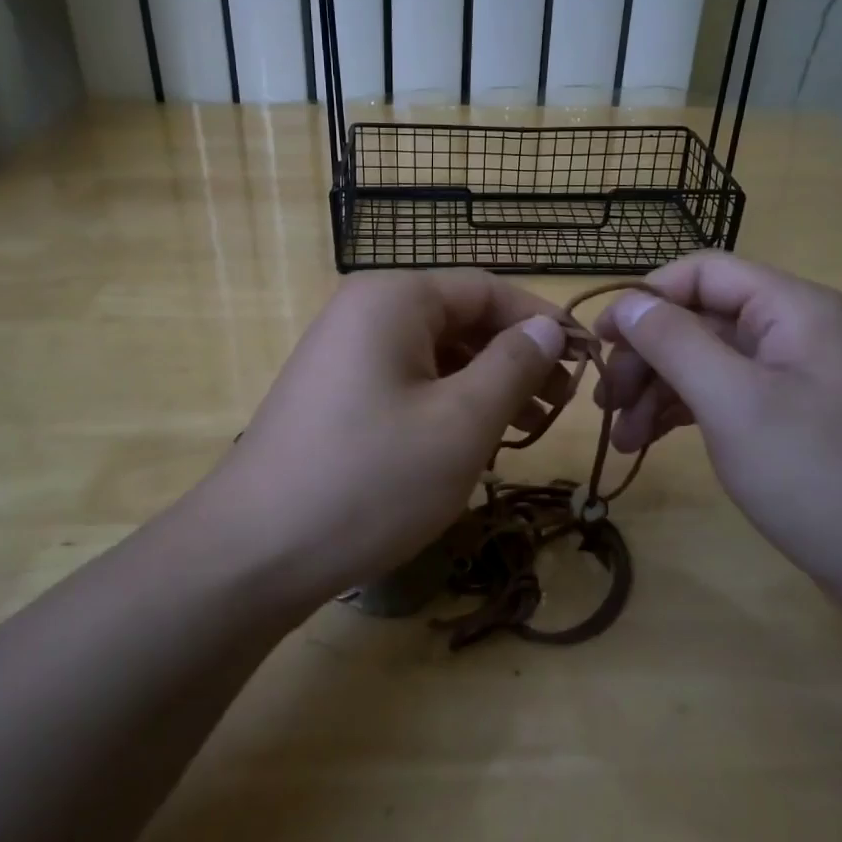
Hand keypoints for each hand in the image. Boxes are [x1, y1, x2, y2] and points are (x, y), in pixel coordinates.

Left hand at [212, 271, 571, 597]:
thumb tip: (546, 329)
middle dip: (515, 357)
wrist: (254, 551)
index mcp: (395, 299)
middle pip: (460, 319)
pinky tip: (474, 440)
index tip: (587, 360)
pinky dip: (448, 404)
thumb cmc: (370, 479)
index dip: (542, 322)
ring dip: (486, 384)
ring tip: (529, 425)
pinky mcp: (334, 395)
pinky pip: (407, 382)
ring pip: (435, 355)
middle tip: (562, 403)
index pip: (488, 289)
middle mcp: (365, 312)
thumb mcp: (460, 423)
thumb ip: (513, 366)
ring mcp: (343, 354)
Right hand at [593, 252, 841, 578]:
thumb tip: (627, 304)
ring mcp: (786, 373)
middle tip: (605, 401)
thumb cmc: (812, 472)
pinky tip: (646, 440)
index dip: (645, 299)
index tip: (600, 341)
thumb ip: (674, 342)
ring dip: (654, 389)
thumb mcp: (732, 400)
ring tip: (620, 436)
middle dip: (645, 356)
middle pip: (696, 318)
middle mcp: (789, 328)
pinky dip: (678, 412)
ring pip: (700, 359)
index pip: (701, 272)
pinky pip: (716, 393)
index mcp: (789, 307)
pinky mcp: (780, 412)